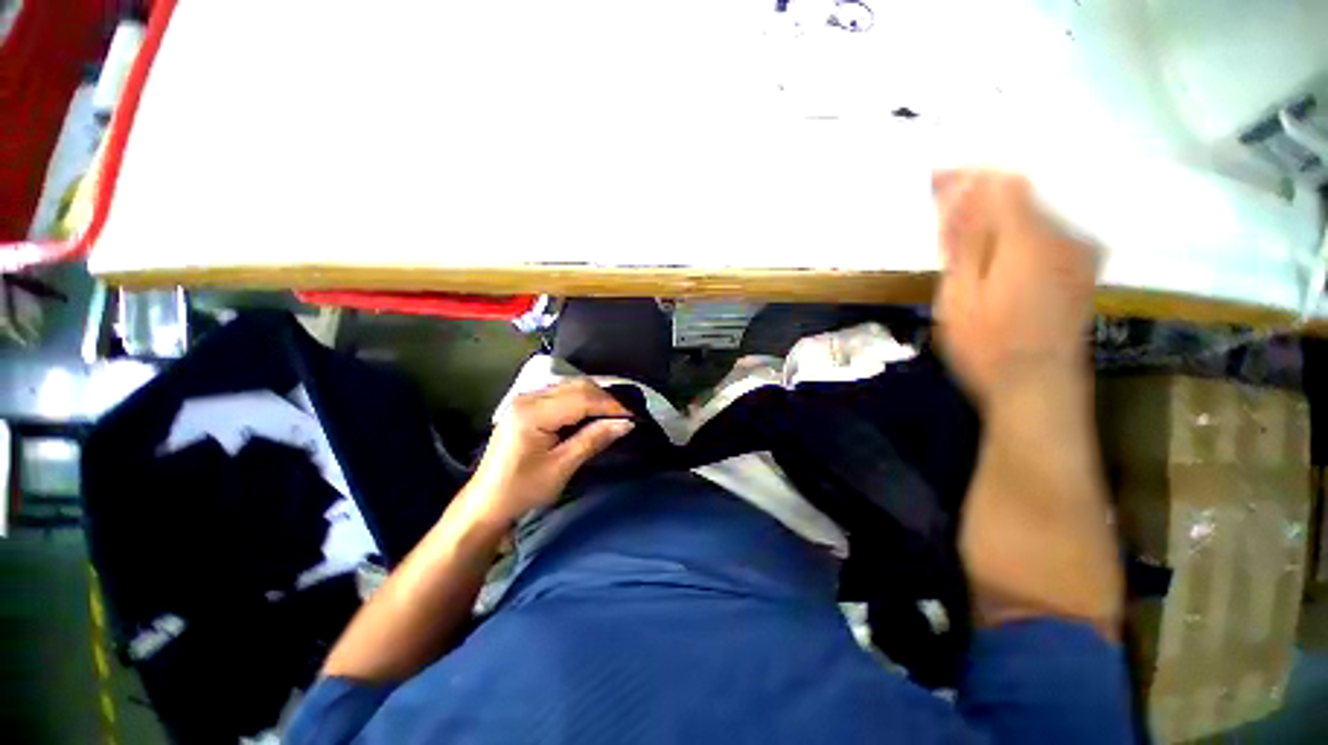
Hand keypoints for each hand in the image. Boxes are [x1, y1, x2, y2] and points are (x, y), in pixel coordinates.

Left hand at [466, 379, 633, 524]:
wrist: (487, 503)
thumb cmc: (523, 489)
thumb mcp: (562, 467)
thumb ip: (593, 439)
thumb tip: (626, 423)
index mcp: (533, 412)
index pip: (582, 398)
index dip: (611, 404)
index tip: (634, 414)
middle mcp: (528, 397)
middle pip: (577, 386)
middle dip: (606, 398)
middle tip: (627, 414)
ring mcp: (526, 398)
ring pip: (571, 386)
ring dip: (596, 397)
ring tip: (615, 413)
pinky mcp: (528, 405)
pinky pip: (563, 393)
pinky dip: (583, 400)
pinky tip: (594, 412)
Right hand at [932, 171, 1098, 408]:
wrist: (1038, 388)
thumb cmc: (987, 346)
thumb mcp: (959, 295)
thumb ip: (963, 241)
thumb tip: (959, 193)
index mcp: (1030, 239)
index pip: (1001, 183)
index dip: (968, 175)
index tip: (936, 177)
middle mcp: (1065, 235)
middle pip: (1020, 194)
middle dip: (979, 195)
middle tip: (943, 206)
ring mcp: (1079, 253)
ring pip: (1034, 212)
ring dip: (996, 214)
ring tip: (963, 231)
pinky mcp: (1081, 270)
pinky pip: (1048, 232)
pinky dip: (1016, 231)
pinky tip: (995, 250)